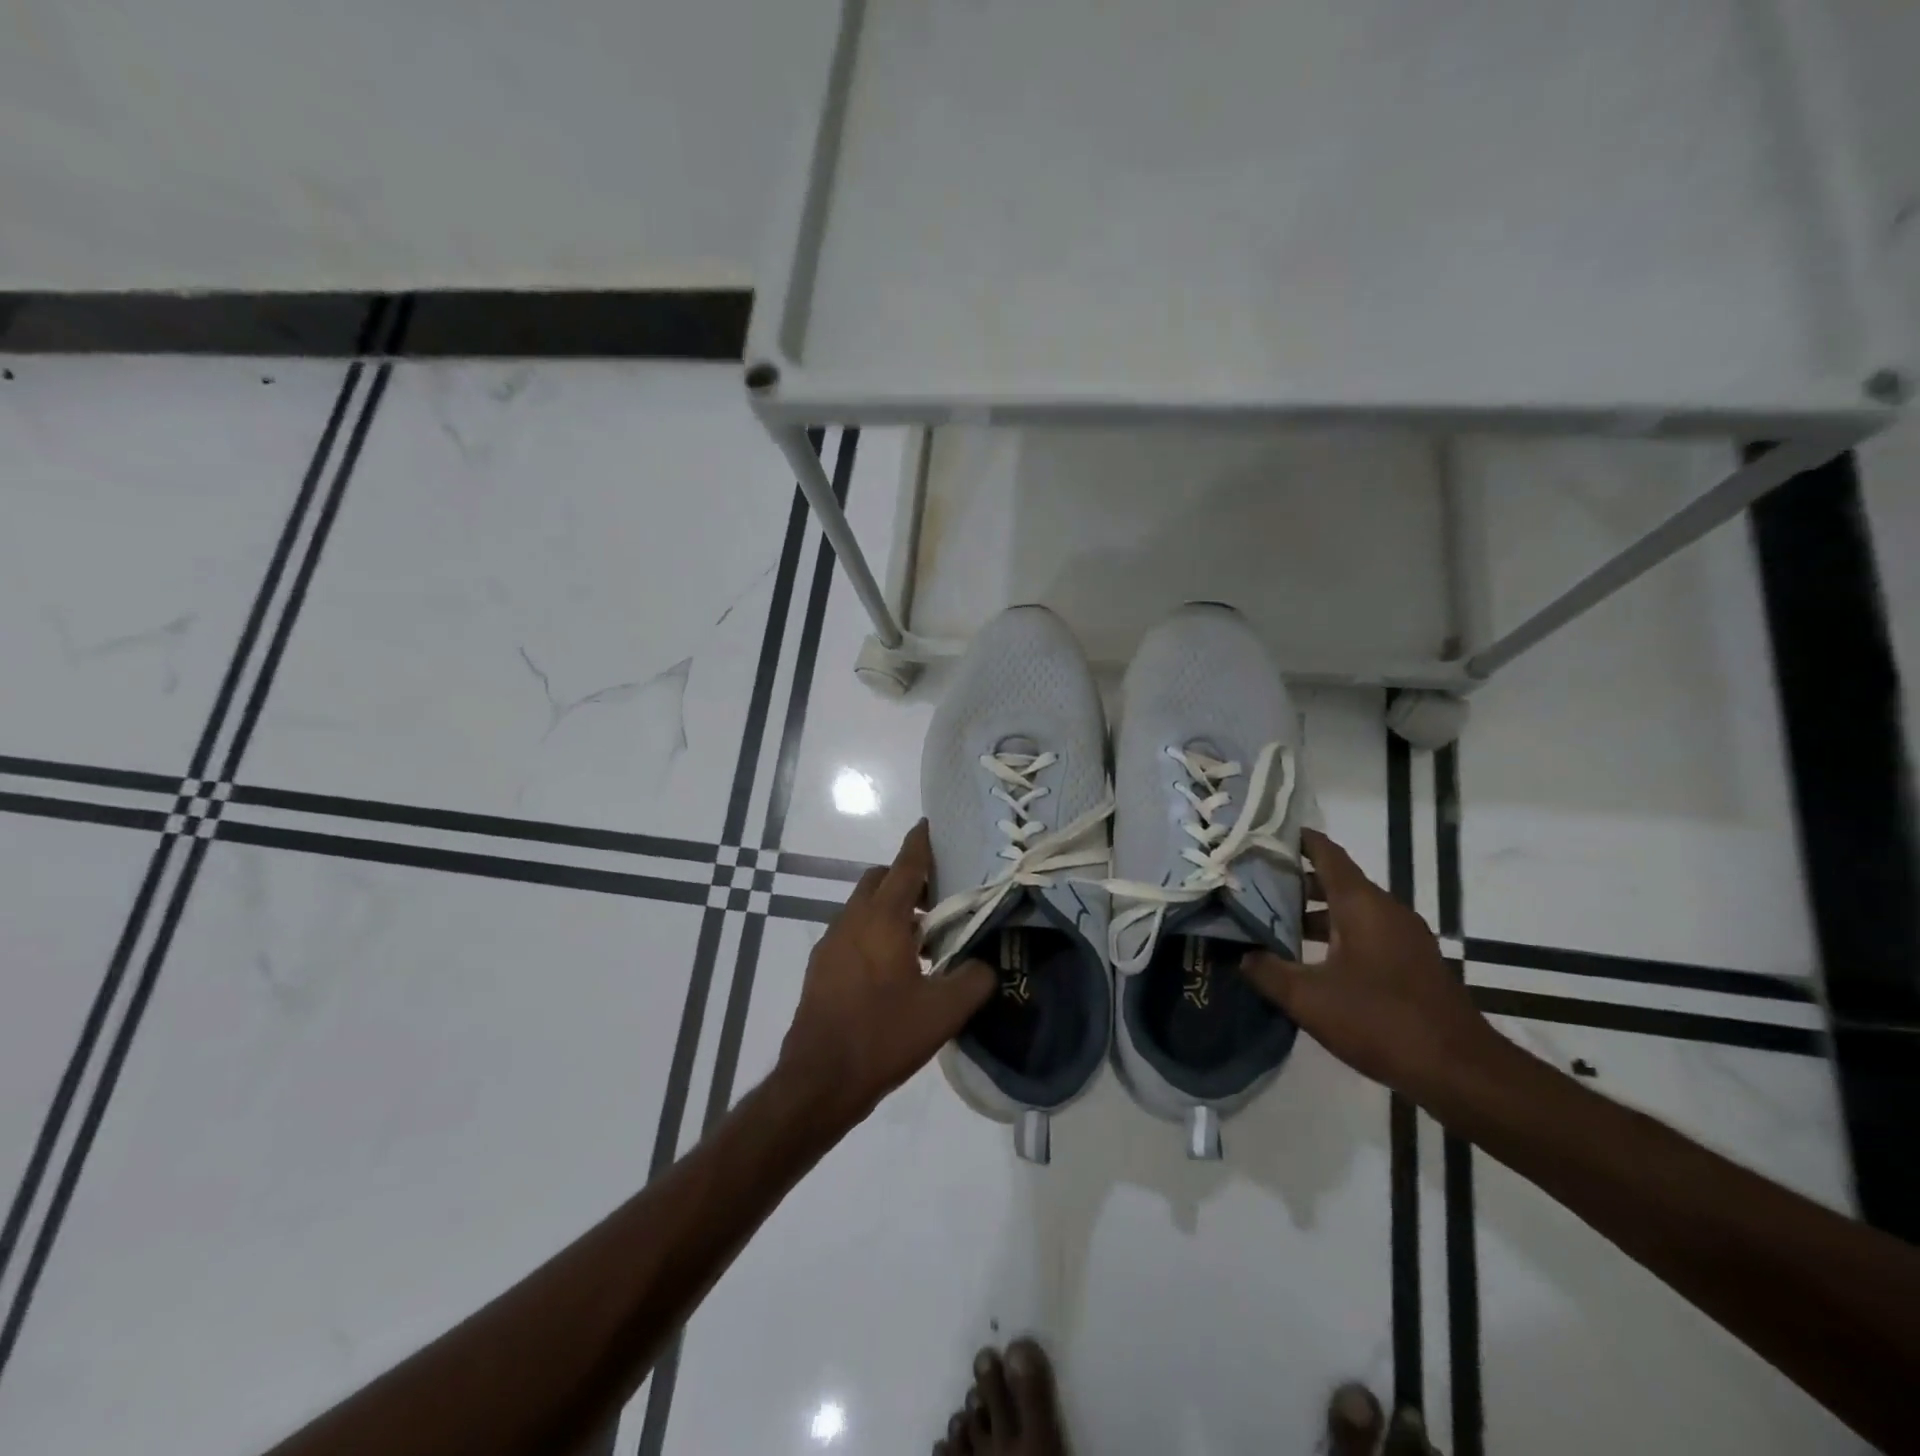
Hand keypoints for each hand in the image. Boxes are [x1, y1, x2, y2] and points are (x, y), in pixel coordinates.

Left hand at [776, 820, 993, 1131]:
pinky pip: (851, 932)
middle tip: (938, 900)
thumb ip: (975, 979)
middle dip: (907, 878)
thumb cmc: (883, 1035)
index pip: (905, 865)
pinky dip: (873, 932)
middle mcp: (852, 919)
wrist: (819, 1079)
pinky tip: (892, 970)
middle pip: (880, 880)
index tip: (929, 825)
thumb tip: (986, 964)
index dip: (920, 843)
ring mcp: (831, 942)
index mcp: (883, 919)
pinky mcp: (820, 966)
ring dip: (890, 909)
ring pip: (863, 907)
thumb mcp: (944, 1011)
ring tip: (921, 941)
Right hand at [1239, 828, 1504, 1099]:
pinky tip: (1312, 959)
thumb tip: (1243, 955)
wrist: (1459, 1070)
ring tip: (1275, 923)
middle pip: (1337, 881)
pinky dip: (1337, 933)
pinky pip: (1368, 932)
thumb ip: (1268, 972)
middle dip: (1296, 880)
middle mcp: (1386, 910)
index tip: (1266, 834)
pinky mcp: (1413, 962)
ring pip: (1353, 909)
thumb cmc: (1380, 1021)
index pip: (1327, 855)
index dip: (1298, 840)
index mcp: (1362, 905)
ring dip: (1316, 911)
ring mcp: (1405, 937)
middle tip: (1255, 884)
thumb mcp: (1308, 999)